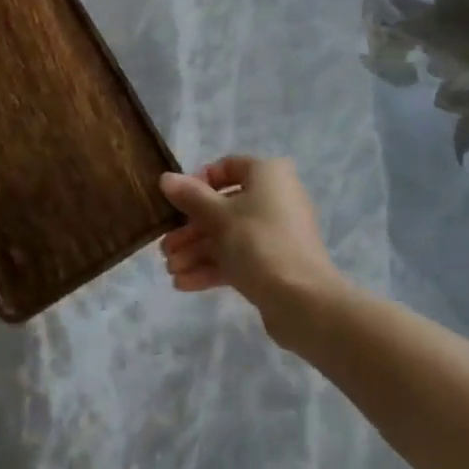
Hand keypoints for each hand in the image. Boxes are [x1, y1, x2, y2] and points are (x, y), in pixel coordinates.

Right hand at [157, 156, 349, 347]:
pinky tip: (184, 284)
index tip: (176, 202)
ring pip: (228, 235)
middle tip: (165, 248)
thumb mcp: (219, 217)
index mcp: (267, 175)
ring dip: (197, 251)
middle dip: (191, 229)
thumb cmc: (259, 243)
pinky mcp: (273, 262)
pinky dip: (212, 267)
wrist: (303, 301)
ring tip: (170, 270)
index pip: (227, 167)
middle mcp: (274, 198)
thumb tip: (166, 178)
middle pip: (223, 206)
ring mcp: (275, 232)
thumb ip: (190, 197)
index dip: (198, 182)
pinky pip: (238, 257)